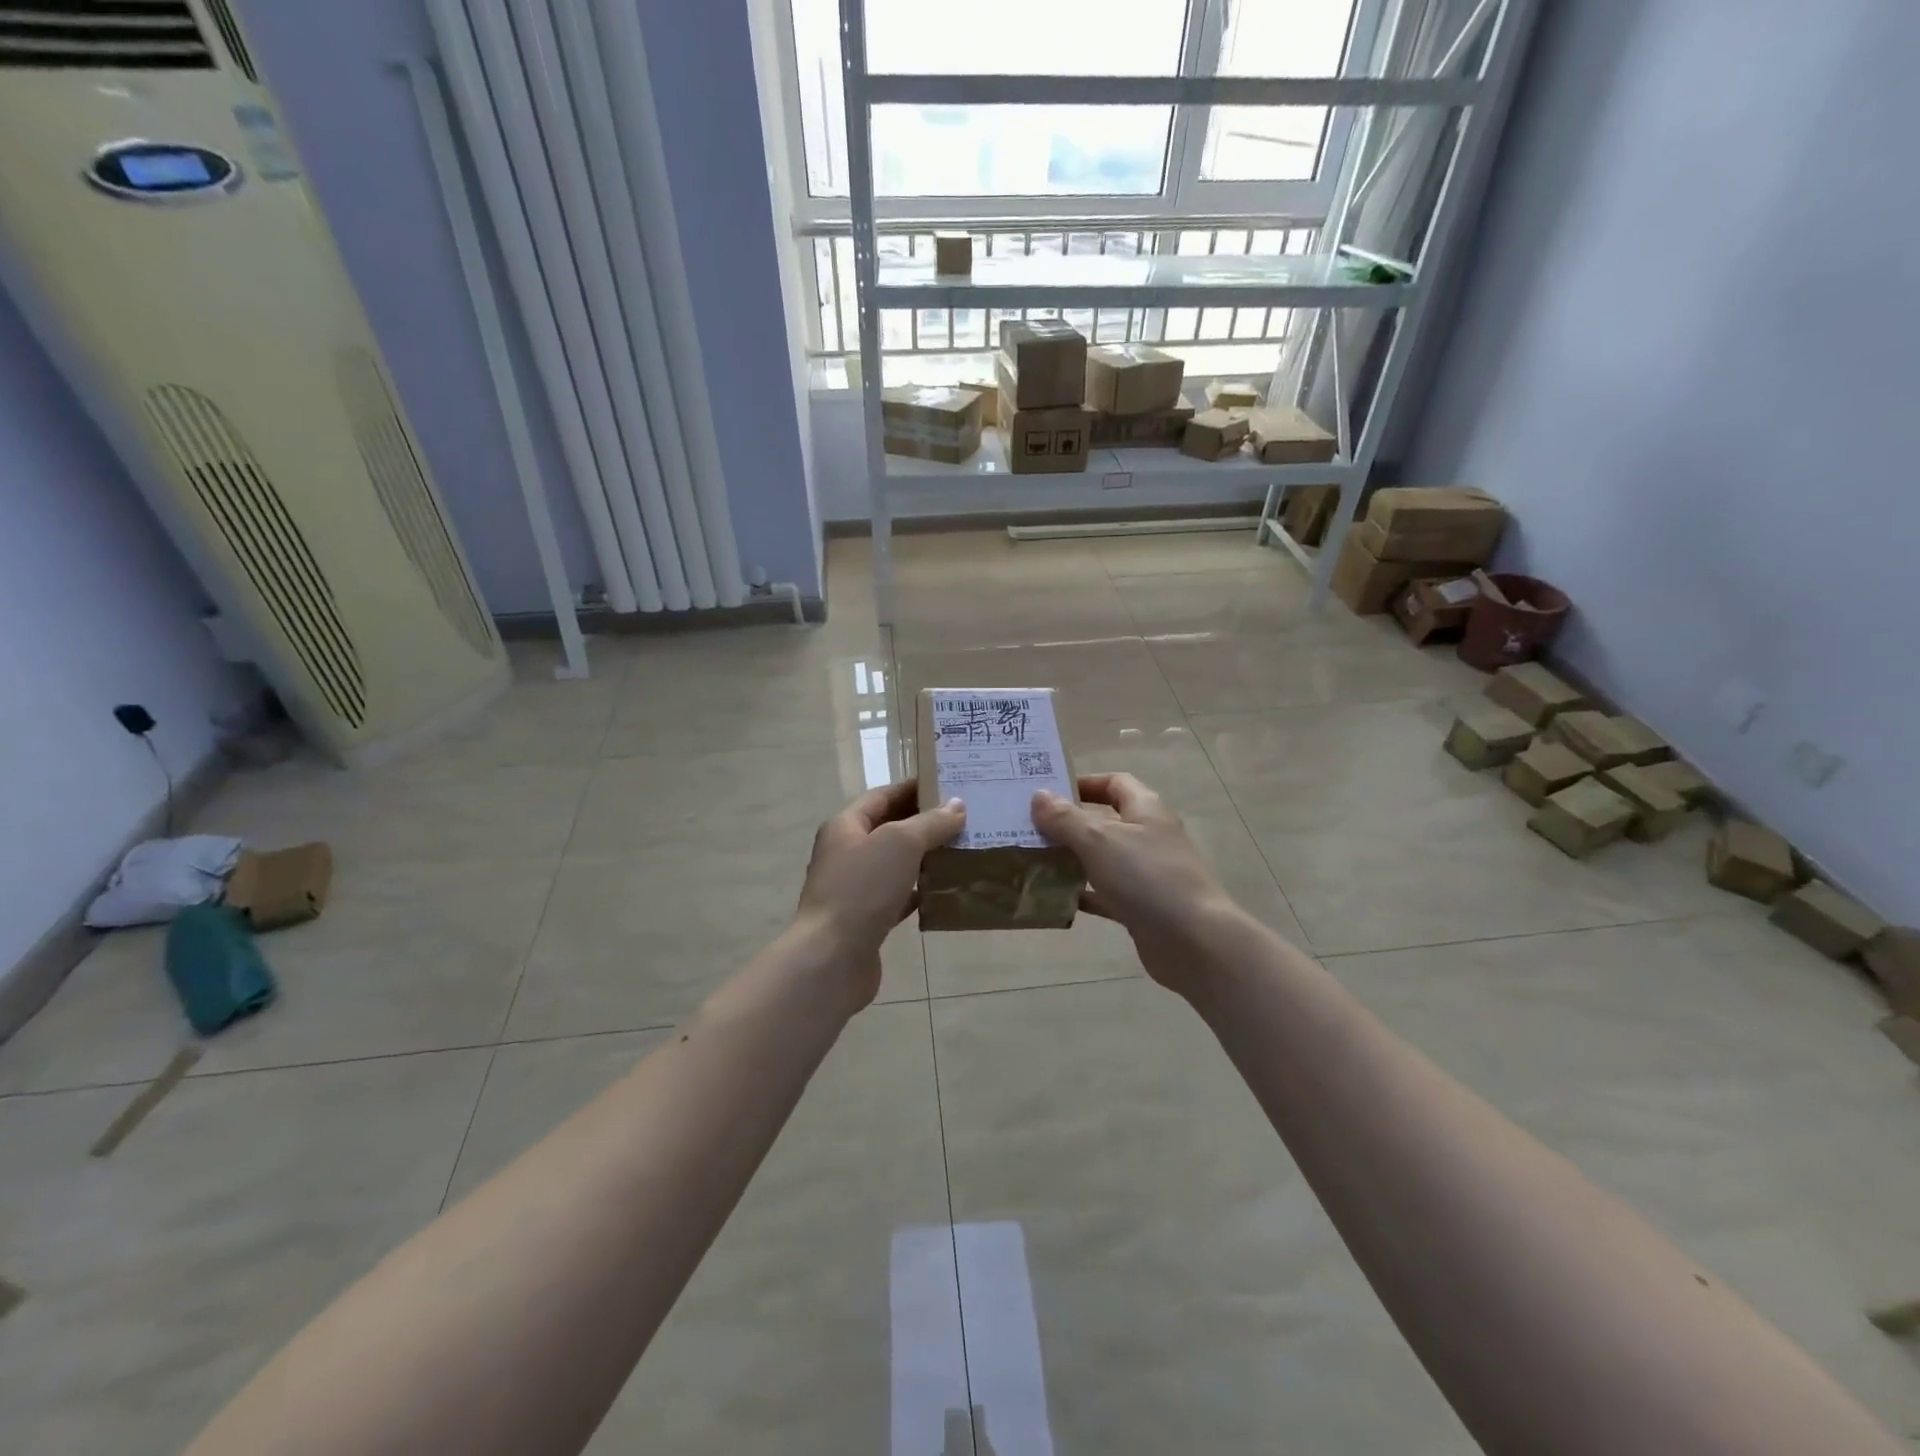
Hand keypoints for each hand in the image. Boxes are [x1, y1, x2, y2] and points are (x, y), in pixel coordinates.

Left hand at [795, 781, 965, 1002]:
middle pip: (889, 828)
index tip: (948, 785)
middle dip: (924, 822)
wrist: (832, 958)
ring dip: (925, 857)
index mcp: (845, 826)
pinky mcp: (866, 919)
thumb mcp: (900, 843)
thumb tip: (957, 806)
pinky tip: (946, 889)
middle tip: (964, 818)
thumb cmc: (862, 889)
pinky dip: (919, 890)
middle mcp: (846, 853)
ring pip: (895, 864)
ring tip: (962, 849)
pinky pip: (897, 896)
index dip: (913, 788)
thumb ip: (931, 822)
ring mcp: (854, 888)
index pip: (882, 796)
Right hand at [1031, 773, 1244, 995]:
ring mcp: (1147, 874)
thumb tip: (1038, 795)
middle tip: (1029, 827)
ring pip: (1103, 859)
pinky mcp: (1142, 907)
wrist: (1194, 942)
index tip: (1049, 792)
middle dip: (1069, 823)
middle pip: (1105, 821)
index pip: (1115, 783)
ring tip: (1033, 860)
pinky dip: (1083, 893)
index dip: (1084, 783)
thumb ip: (1066, 819)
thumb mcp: (1099, 840)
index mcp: (1145, 810)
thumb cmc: (1147, 878)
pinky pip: (1106, 894)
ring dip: (1072, 859)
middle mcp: (1148, 837)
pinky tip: (1055, 897)